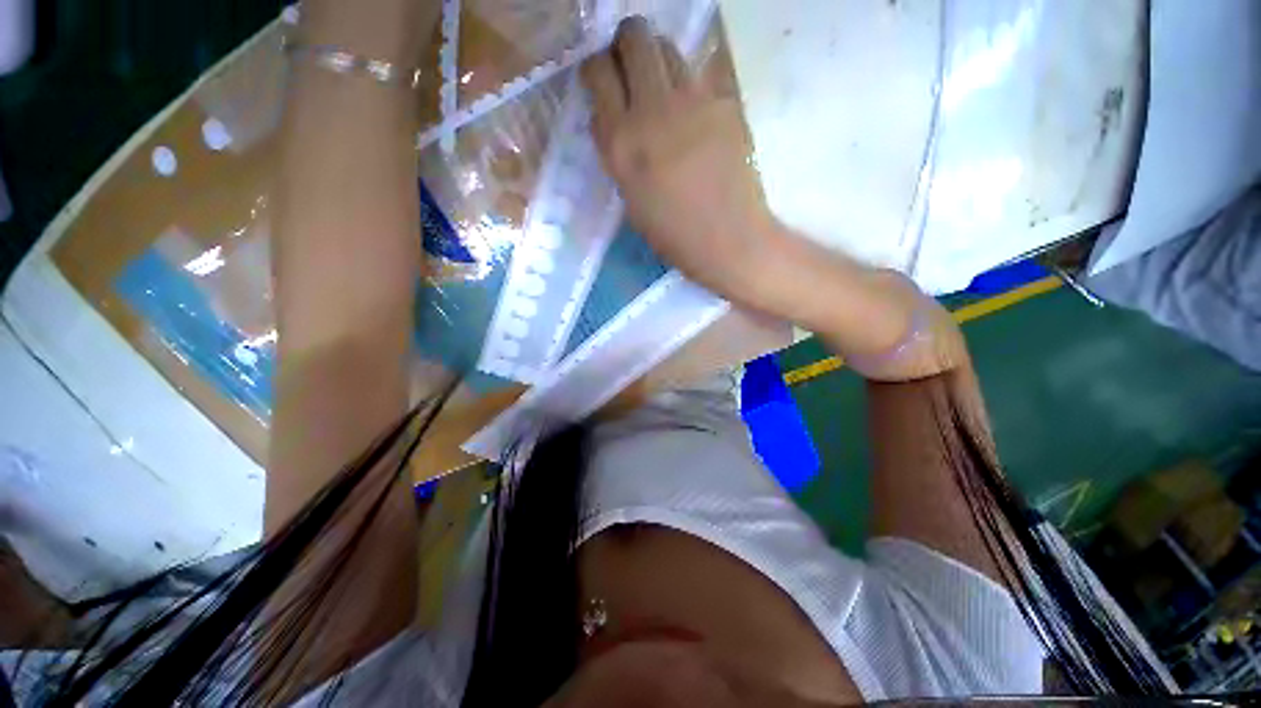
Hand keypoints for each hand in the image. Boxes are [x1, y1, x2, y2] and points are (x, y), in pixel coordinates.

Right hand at [581, 18, 784, 307]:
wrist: (730, 240)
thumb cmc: (674, 234)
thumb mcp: (630, 197)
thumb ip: (616, 150)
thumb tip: (611, 115)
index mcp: (621, 143)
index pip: (597, 71)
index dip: (596, 68)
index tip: (602, 79)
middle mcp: (652, 111)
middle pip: (634, 37)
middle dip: (627, 46)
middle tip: (632, 70)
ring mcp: (693, 101)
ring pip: (668, 47)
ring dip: (658, 60)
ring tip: (663, 92)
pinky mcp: (725, 102)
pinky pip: (699, 75)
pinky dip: (689, 86)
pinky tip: (693, 115)